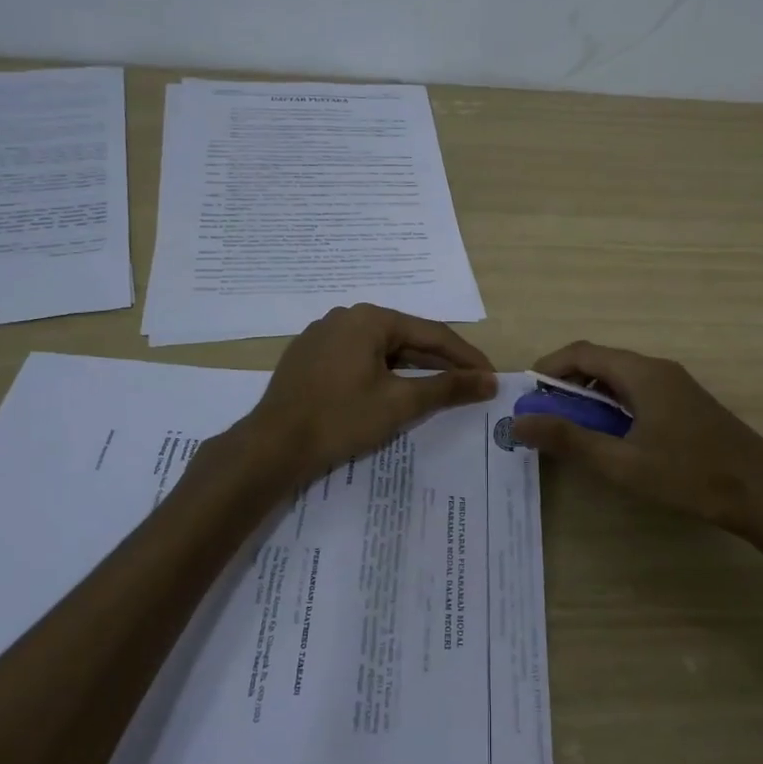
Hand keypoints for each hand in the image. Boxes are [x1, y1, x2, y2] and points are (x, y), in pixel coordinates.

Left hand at [236, 305, 495, 484]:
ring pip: (380, 350)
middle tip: (469, 384)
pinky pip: (356, 359)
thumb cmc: (341, 419)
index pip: (432, 333)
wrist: (272, 446)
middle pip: (405, 338)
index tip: (490, 377)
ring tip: (437, 390)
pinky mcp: (308, 357)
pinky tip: (391, 392)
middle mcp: (345, 317)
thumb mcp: (400, 403)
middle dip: (439, 362)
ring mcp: (322, 335)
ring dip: (411, 369)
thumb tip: (489, 380)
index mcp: (370, 319)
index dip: (465, 357)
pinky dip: (381, 374)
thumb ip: (447, 387)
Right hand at [509, 341, 762, 540]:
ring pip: (620, 380)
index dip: (548, 368)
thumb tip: (519, 422)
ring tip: (572, 431)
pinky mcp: (686, 405)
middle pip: (600, 363)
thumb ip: (569, 440)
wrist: (762, 492)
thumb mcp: (621, 462)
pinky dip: (613, 408)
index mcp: (641, 372)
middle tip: (544, 418)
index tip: (525, 395)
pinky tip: (612, 440)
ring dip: (590, 398)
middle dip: (566, 386)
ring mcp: (676, 386)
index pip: (582, 352)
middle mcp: (658, 369)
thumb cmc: (688, 474)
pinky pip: (638, 393)